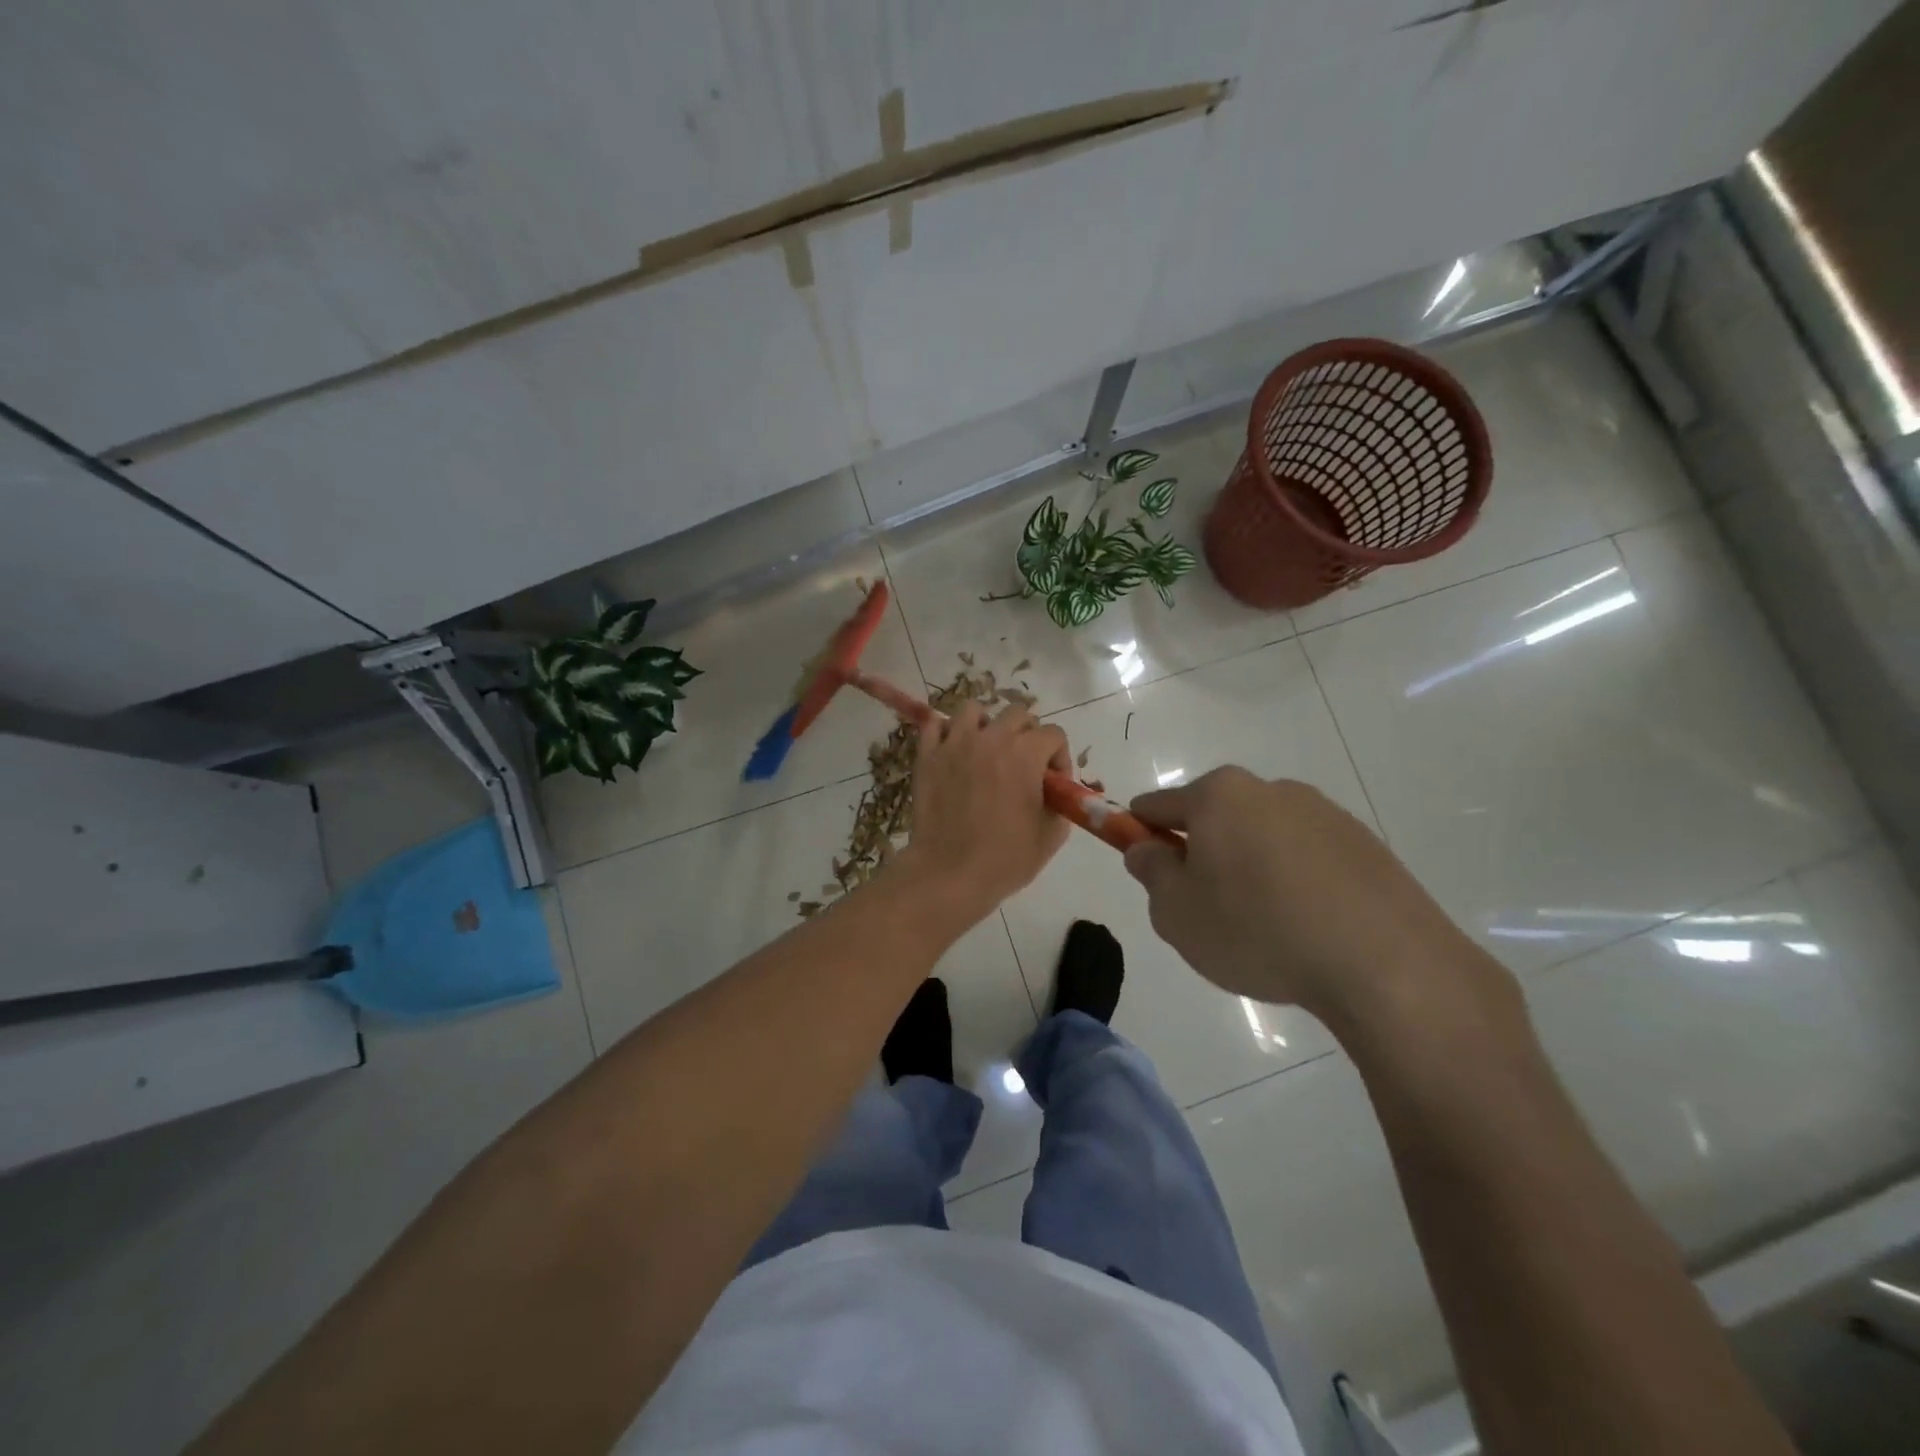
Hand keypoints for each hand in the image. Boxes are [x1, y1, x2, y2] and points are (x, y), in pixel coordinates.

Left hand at [896, 703, 1071, 925]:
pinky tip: (953, 752)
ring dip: (986, 726)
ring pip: (974, 710)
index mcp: (1026, 754)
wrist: (949, 873)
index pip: (1054, 733)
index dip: (1059, 757)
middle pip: (1018, 714)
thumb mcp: (1051, 835)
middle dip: (1027, 736)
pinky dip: (946, 732)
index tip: (1052, 783)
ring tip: (986, 752)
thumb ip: (1060, 804)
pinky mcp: (927, 755)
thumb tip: (1055, 793)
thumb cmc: (1005, 859)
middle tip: (1022, 766)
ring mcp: (955, 743)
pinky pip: (935, 724)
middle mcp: (992, 738)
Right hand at [1122, 767, 1502, 1026]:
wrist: (1384, 964)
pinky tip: (1307, 927)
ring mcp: (1323, 813)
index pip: (1157, 805)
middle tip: (1207, 910)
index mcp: (1218, 795)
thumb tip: (1147, 848)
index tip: (1147, 869)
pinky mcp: (1364, 843)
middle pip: (1214, 817)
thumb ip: (1150, 873)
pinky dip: (1295, 881)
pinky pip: (1307, 856)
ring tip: (1265, 928)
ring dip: (1250, 867)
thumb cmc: (1258, 931)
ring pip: (1262, 837)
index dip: (1140, 834)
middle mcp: (1270, 789)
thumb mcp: (1176, 913)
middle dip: (1201, 853)